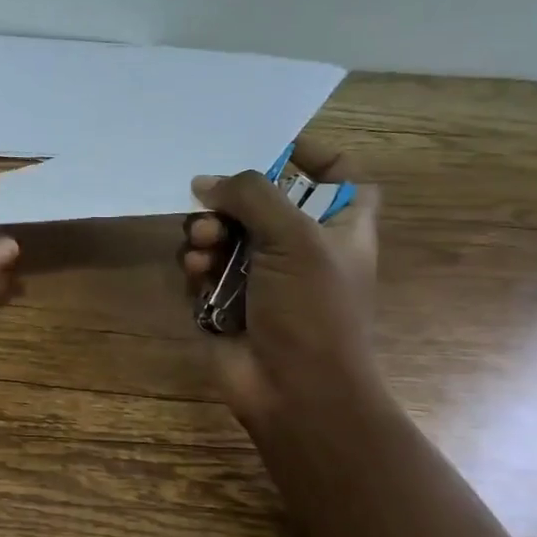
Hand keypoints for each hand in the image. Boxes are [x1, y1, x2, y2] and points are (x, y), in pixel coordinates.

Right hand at [180, 140, 381, 429]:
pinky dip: (196, 268)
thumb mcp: (295, 238)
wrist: (294, 390)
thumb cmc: (312, 310)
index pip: (338, 175)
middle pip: (259, 202)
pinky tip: (197, 277)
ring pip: (222, 234)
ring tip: (203, 252)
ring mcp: (260, 276)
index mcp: (339, 227)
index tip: (271, 146)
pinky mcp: (226, 300)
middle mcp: (300, 247)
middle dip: (229, 202)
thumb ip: (252, 196)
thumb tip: (206, 182)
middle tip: (212, 211)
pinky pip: (202, 268)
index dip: (311, 155)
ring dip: (206, 236)